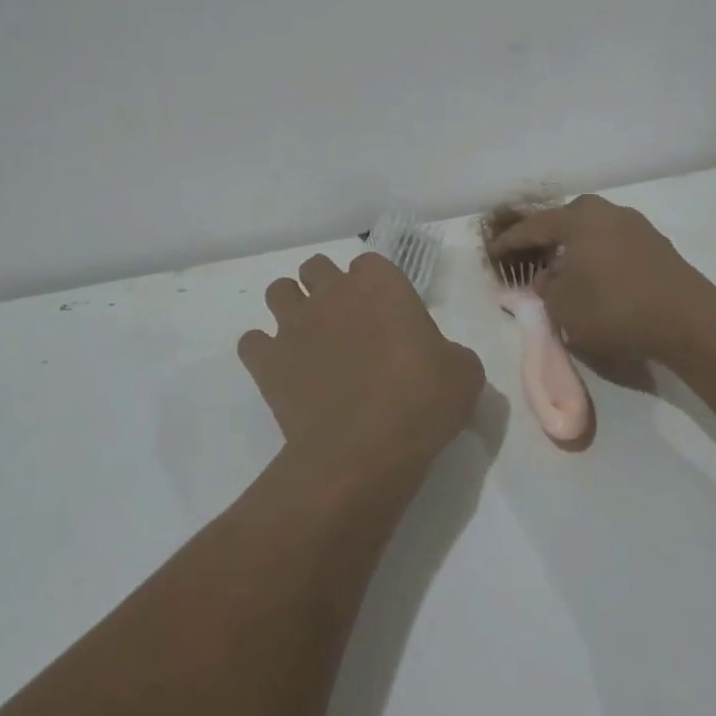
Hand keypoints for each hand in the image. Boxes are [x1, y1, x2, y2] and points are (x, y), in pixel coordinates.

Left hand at [239, 251, 484, 476]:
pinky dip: (263, 352)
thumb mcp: (463, 373)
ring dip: (291, 308)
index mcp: (381, 284)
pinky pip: (252, 342)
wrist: (365, 451)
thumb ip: (450, 353)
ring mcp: (294, 323)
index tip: (384, 315)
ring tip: (307, 339)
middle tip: (344, 323)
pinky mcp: (267, 360)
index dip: (374, 286)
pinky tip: (281, 371)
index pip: (369, 265)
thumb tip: (441, 360)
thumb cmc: (422, 402)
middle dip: (326, 287)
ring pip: (279, 292)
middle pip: (317, 268)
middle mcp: (333, 292)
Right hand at [487, 195, 715, 364]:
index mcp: (578, 220)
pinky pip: (615, 243)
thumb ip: (546, 289)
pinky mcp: (657, 244)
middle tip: (533, 255)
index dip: (510, 241)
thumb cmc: (615, 309)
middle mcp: (606, 212)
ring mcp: (636, 225)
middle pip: (567, 219)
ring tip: (567, 269)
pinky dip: (600, 255)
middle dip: (547, 236)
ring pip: (593, 230)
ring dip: (576, 247)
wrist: (688, 319)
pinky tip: (599, 277)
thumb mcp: (564, 307)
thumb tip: (545, 278)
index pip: (534, 227)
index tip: (492, 251)